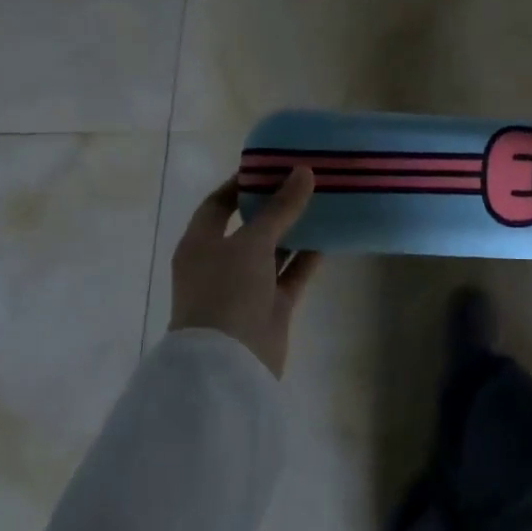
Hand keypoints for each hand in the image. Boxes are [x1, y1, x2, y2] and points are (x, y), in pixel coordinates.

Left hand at [168, 169, 321, 378]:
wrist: (228, 364)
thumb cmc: (227, 292)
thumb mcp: (252, 242)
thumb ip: (280, 208)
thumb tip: (303, 172)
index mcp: (200, 244)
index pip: (218, 204)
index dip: (242, 183)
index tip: (273, 166)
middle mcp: (220, 262)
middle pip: (250, 225)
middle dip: (275, 204)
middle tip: (305, 179)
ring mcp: (245, 286)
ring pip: (273, 250)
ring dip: (295, 229)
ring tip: (324, 201)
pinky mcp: (270, 306)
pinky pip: (291, 273)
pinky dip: (307, 257)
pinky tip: (330, 236)